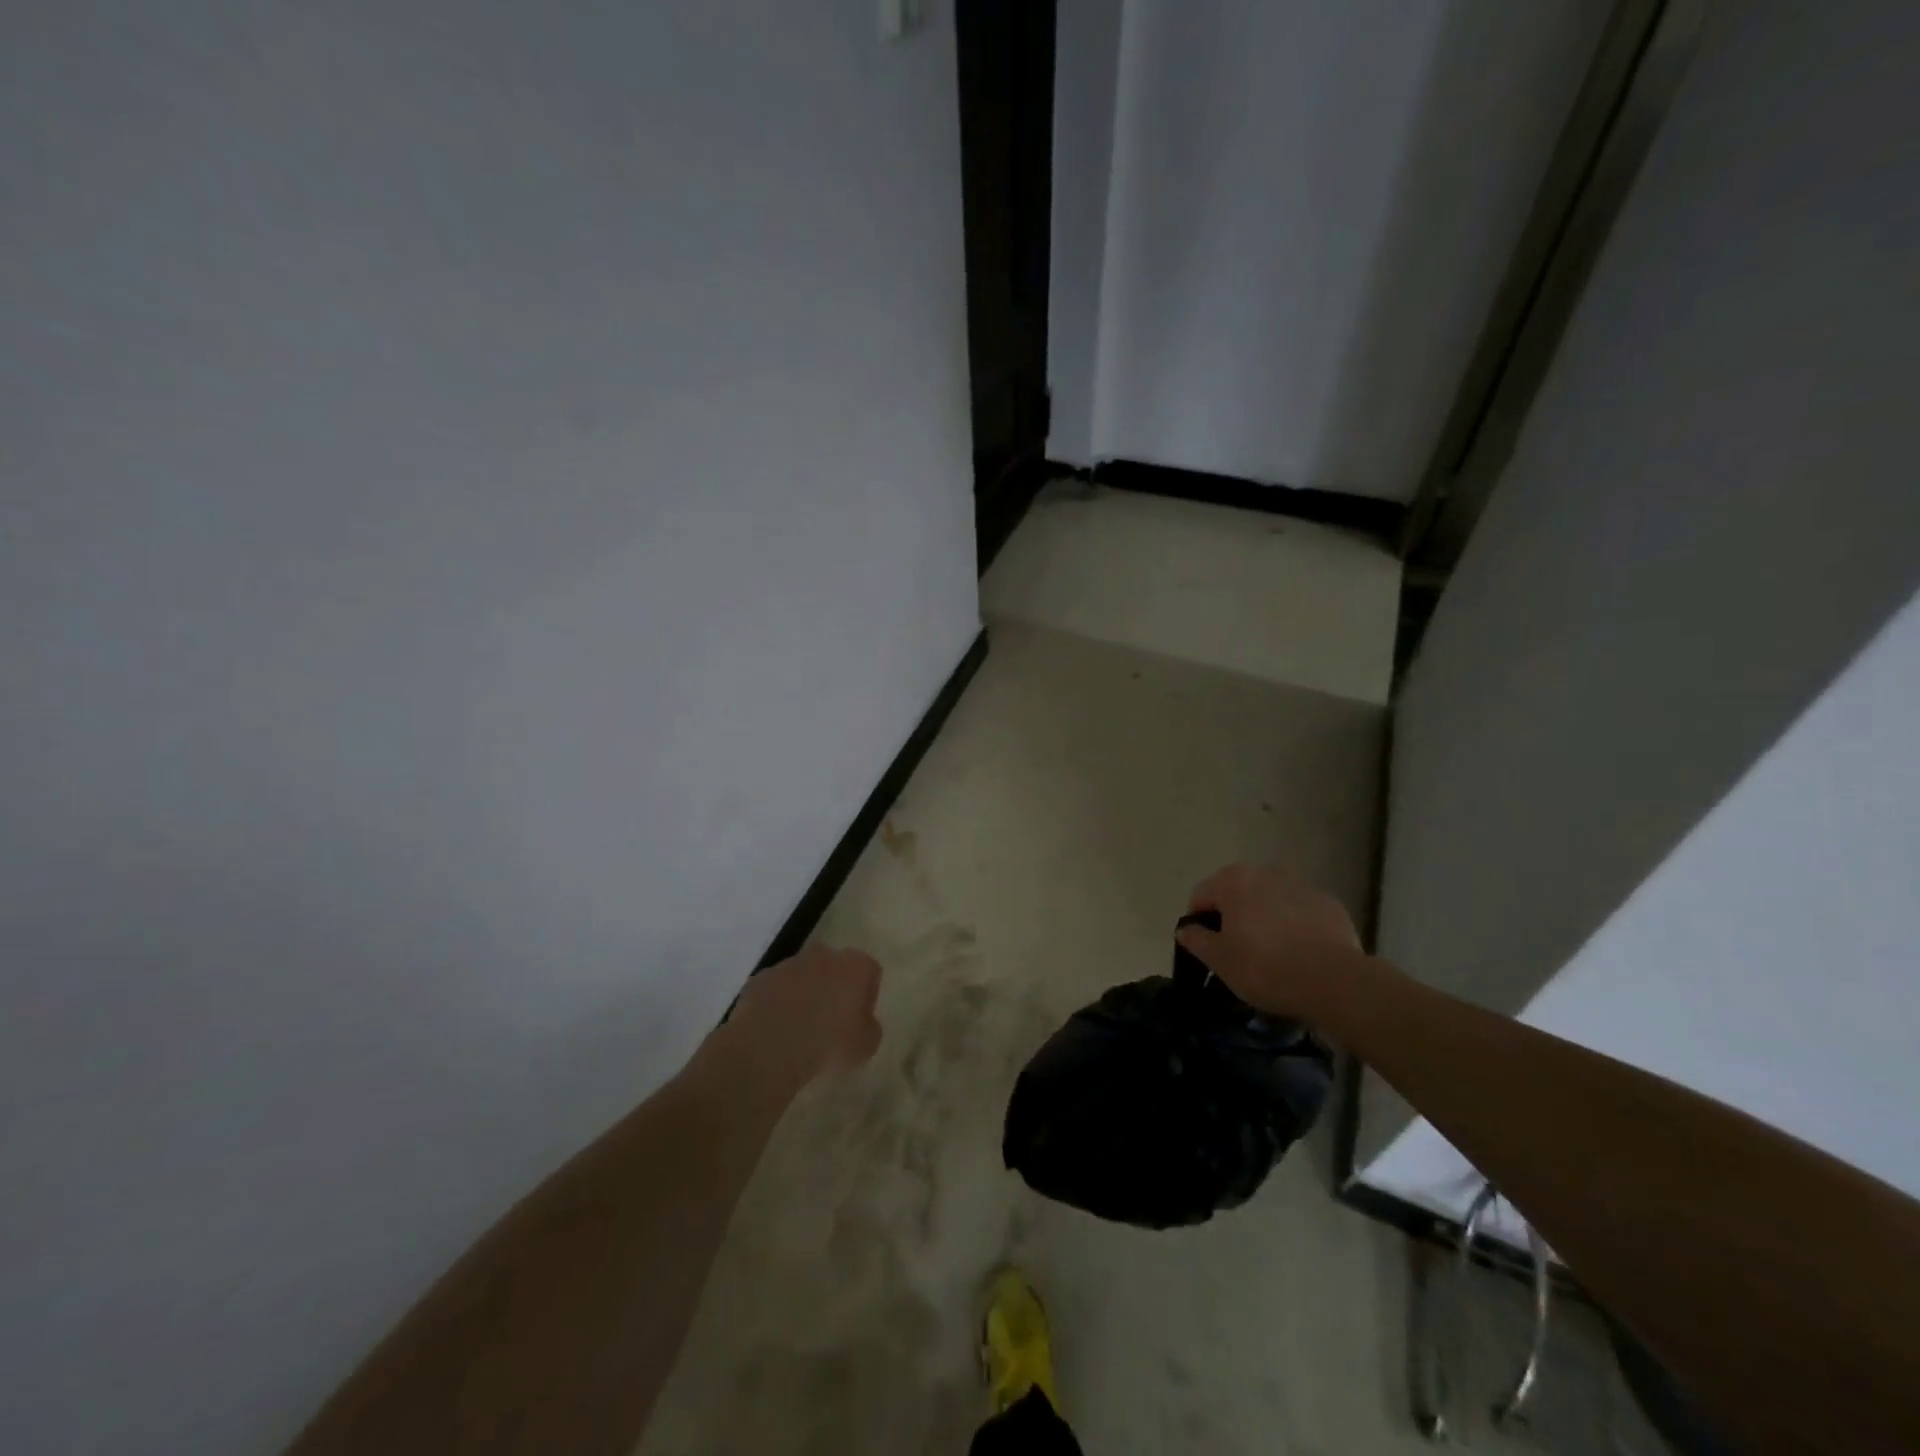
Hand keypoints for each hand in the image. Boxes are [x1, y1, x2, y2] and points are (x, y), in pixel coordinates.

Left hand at [727, 944, 882, 1085]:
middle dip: (834, 989)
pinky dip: (778, 1005)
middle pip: (834, 968)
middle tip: (831, 1023)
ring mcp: (787, 965)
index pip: (870, 971)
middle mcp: (823, 955)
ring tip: (799, 1031)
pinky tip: (776, 1032)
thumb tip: (862, 1023)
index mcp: (854, 966)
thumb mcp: (865, 1047)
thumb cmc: (827, 1045)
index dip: (867, 996)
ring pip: (803, 976)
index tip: (859, 1021)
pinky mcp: (759, 979)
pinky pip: (776, 990)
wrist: (767, 1048)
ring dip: (804, 996)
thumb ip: (870, 1028)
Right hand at [1177, 862, 1363, 1020]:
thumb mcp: (1219, 960)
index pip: (1201, 896)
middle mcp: (1266, 871)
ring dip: (1265, 917)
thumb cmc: (1264, 967)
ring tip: (1271, 952)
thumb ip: (1196, 939)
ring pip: (1271, 899)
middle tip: (1237, 951)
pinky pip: (1301, 911)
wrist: (1333, 981)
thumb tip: (1186, 929)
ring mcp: (1301, 885)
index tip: (1205, 948)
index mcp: (1233, 880)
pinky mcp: (1330, 904)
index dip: (1198, 922)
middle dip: (1233, 916)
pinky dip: (1295, 925)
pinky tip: (1299, 953)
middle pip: (1237, 892)